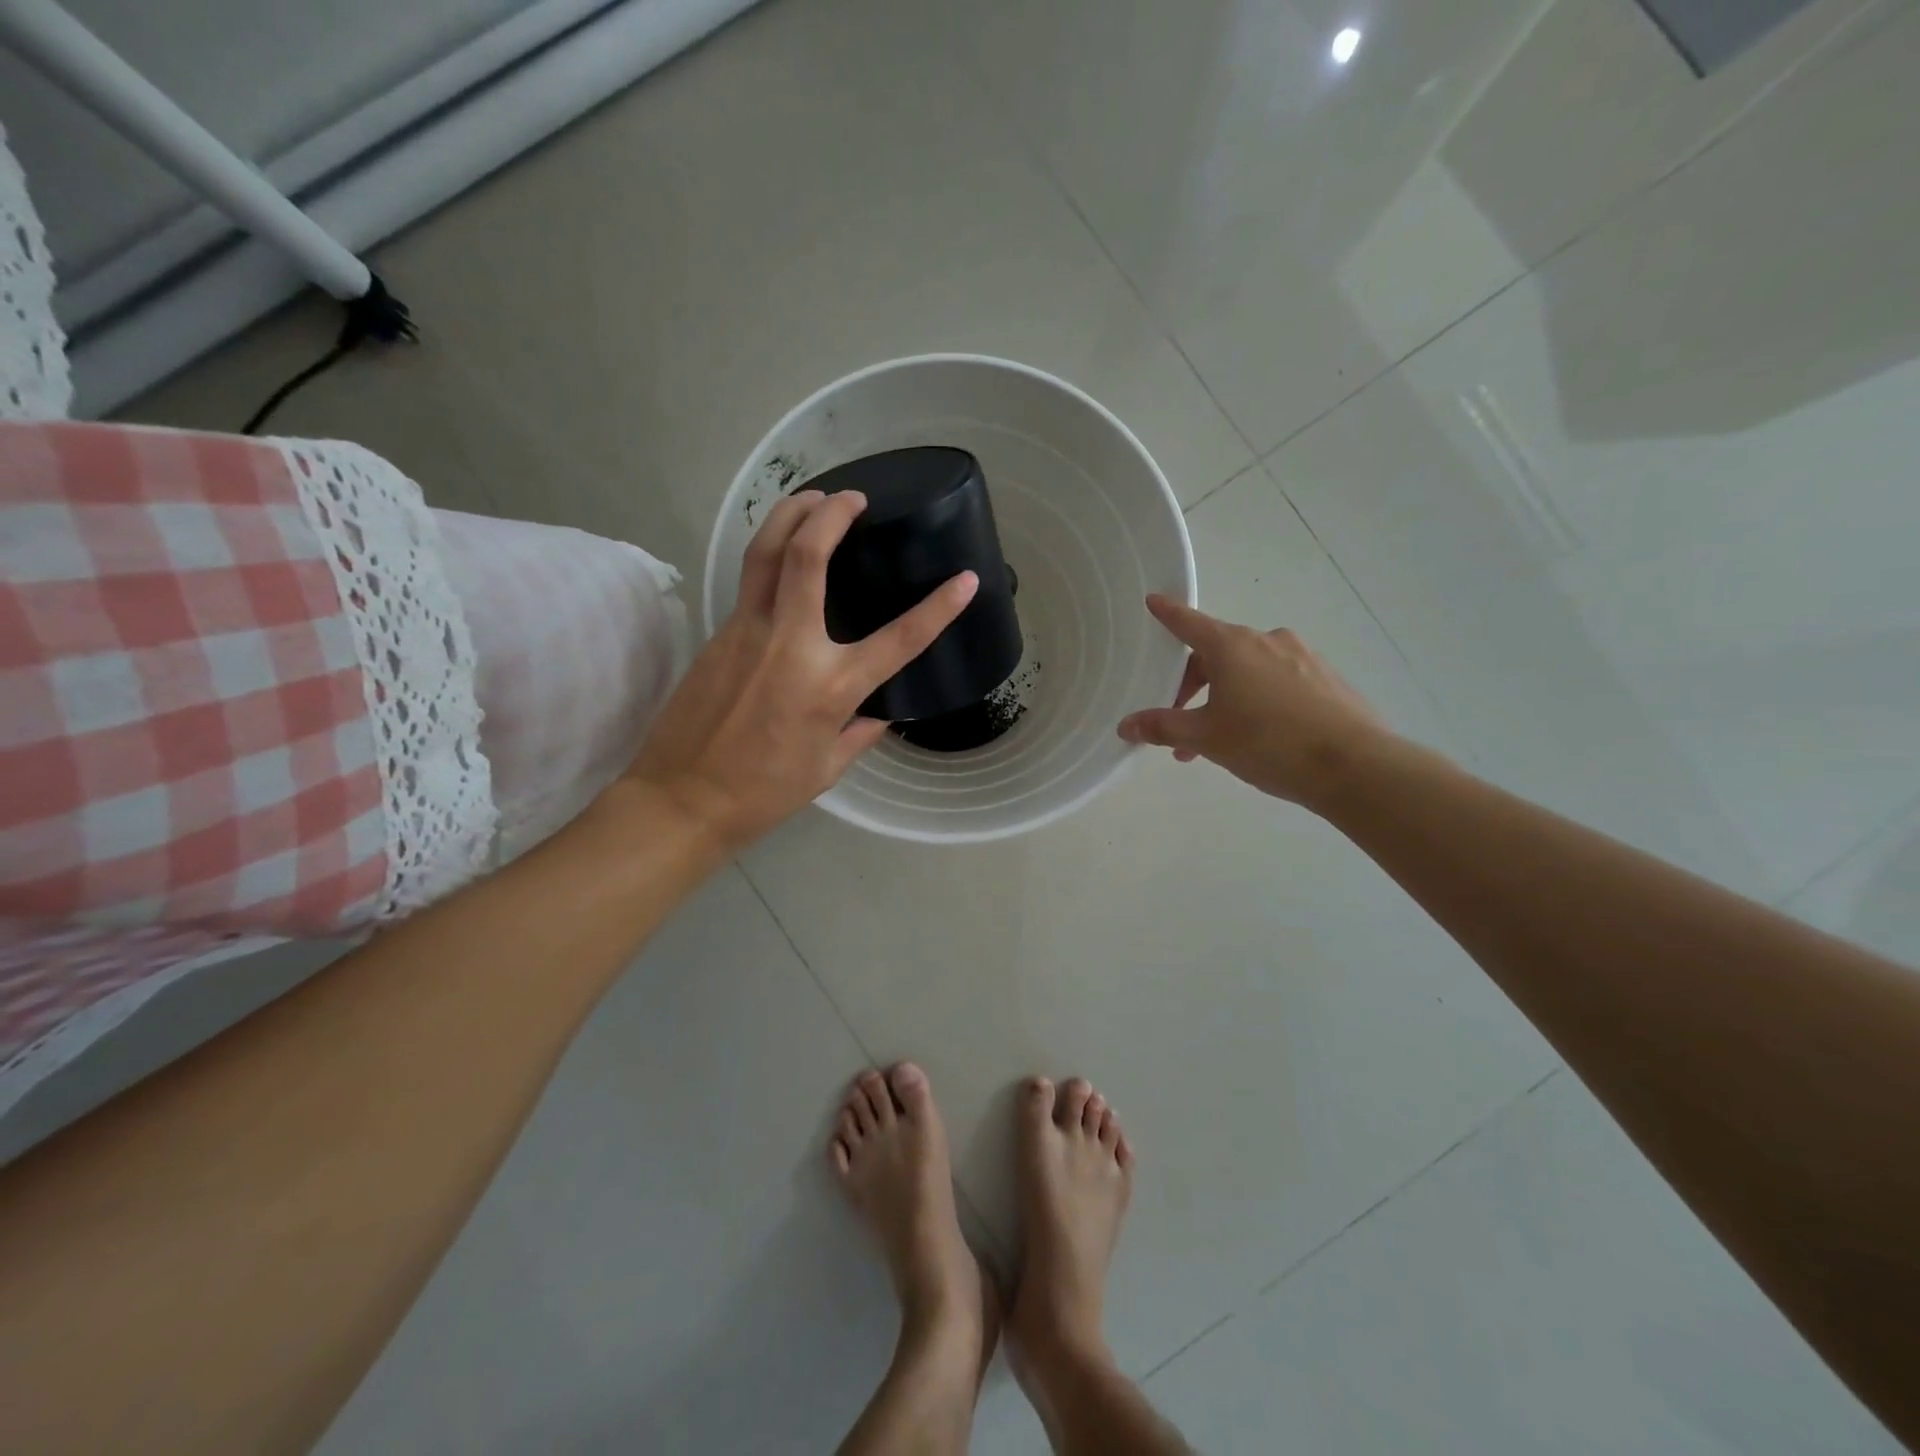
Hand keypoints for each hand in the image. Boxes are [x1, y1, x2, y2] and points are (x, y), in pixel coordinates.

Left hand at [624, 490, 977, 852]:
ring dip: (790, 513)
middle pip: (808, 557)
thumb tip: (878, 713)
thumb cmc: (763, 794)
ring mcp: (747, 633)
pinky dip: (770, 553)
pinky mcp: (718, 634)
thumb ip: (859, 734)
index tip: (966, 580)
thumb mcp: (826, 769)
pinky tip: (783, 554)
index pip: (898, 639)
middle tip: (853, 497)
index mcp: (830, 687)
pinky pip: (749, 581)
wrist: (681, 800)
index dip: (939, 608)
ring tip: (812, 497)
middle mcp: (791, 646)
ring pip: (766, 553)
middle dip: (833, 513)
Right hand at [1117, 595, 1389, 808]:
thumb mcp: (1206, 738)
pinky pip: (1278, 681)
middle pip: (1216, 653)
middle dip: (1192, 686)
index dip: (1167, 613)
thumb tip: (1126, 725)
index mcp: (1231, 647)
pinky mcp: (1325, 678)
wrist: (1353, 765)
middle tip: (1180, 726)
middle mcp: (1266, 641)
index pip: (1188, 623)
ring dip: (1225, 698)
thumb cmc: (1268, 743)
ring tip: (1219, 742)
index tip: (1153, 600)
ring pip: (1248, 670)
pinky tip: (1261, 736)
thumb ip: (1163, 727)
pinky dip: (1258, 700)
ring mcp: (1301, 656)